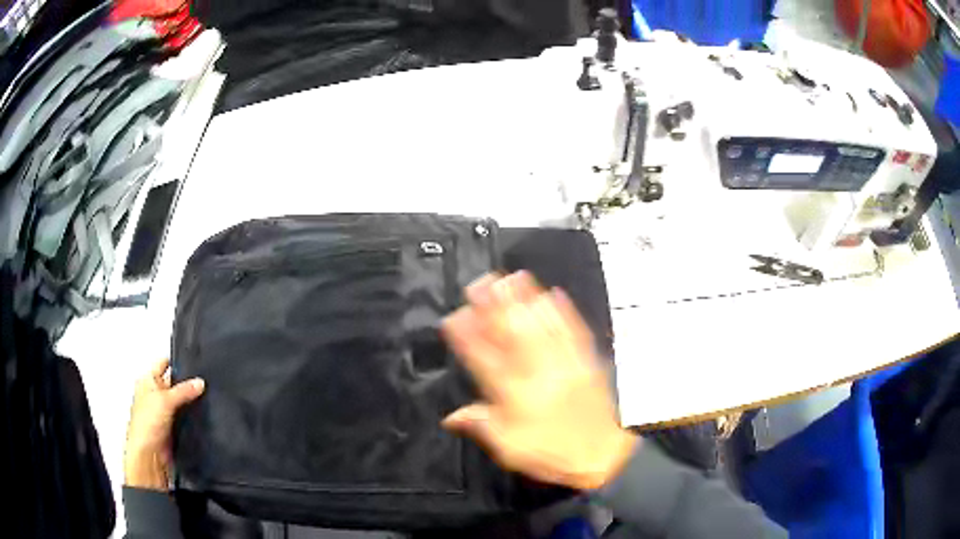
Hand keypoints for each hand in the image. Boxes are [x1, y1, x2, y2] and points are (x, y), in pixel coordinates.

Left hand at [124, 358, 204, 490]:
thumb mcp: (165, 400)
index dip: (177, 361)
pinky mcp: (173, 427)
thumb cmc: (146, 424)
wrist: (150, 455)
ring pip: (181, 401)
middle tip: (203, 382)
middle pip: (174, 383)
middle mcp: (155, 394)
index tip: (194, 361)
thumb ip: (184, 390)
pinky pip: (186, 417)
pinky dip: (192, 416)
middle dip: (187, 384)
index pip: (164, 364)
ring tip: (206, 397)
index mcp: (148, 380)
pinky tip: (202, 415)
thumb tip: (200, 382)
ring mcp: (164, 411)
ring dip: (190, 402)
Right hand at [441, 271, 637, 490]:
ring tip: (513, 276)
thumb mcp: (509, 449)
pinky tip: (555, 293)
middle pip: (514, 334)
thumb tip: (450, 417)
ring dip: (527, 299)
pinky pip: (575, 332)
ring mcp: (566, 365)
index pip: (485, 360)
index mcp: (516, 396)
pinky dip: (565, 311)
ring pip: (543, 326)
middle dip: (496, 305)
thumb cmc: (551, 453)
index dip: (467, 336)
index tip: (454, 316)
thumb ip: (481, 426)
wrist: (602, 456)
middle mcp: (539, 374)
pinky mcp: (587, 362)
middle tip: (481, 281)